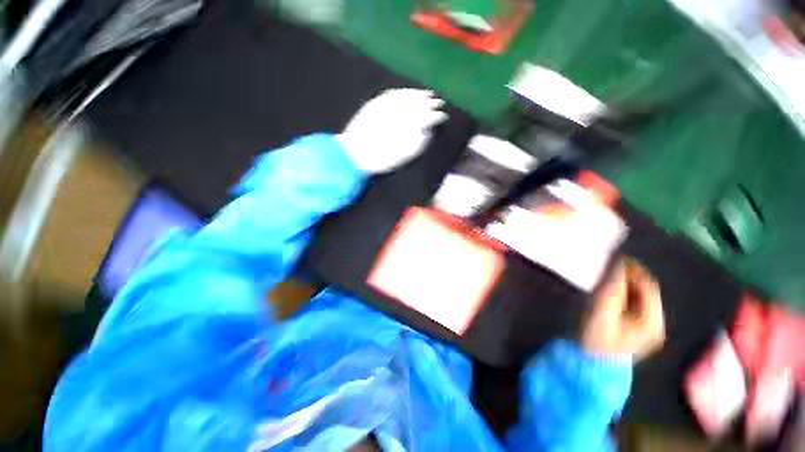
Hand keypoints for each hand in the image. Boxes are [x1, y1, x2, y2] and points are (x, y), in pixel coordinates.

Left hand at [337, 88, 447, 173]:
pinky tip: (409, 92)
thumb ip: (418, 143)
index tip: (443, 116)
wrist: (354, 155)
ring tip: (428, 94)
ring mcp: (384, 106)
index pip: (425, 116)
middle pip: (417, 104)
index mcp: (404, 126)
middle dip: (429, 102)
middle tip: (439, 102)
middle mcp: (396, 112)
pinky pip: (392, 93)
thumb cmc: (380, 160)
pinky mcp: (374, 104)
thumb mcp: (403, 157)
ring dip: (418, 94)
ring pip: (406, 96)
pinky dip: (403, 91)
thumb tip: (429, 131)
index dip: (435, 115)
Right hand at [582, 259, 665, 360]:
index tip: (616, 256)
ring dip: (625, 285)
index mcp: (652, 320)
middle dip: (629, 277)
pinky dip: (622, 295)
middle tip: (609, 266)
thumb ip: (611, 288)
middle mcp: (655, 323)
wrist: (590, 367)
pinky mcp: (635, 330)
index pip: (648, 287)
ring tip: (607, 276)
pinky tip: (609, 292)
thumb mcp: (602, 311)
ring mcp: (646, 328)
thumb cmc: (595, 339)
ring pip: (639, 298)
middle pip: (645, 292)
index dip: (634, 269)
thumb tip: (618, 265)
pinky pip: (632, 305)